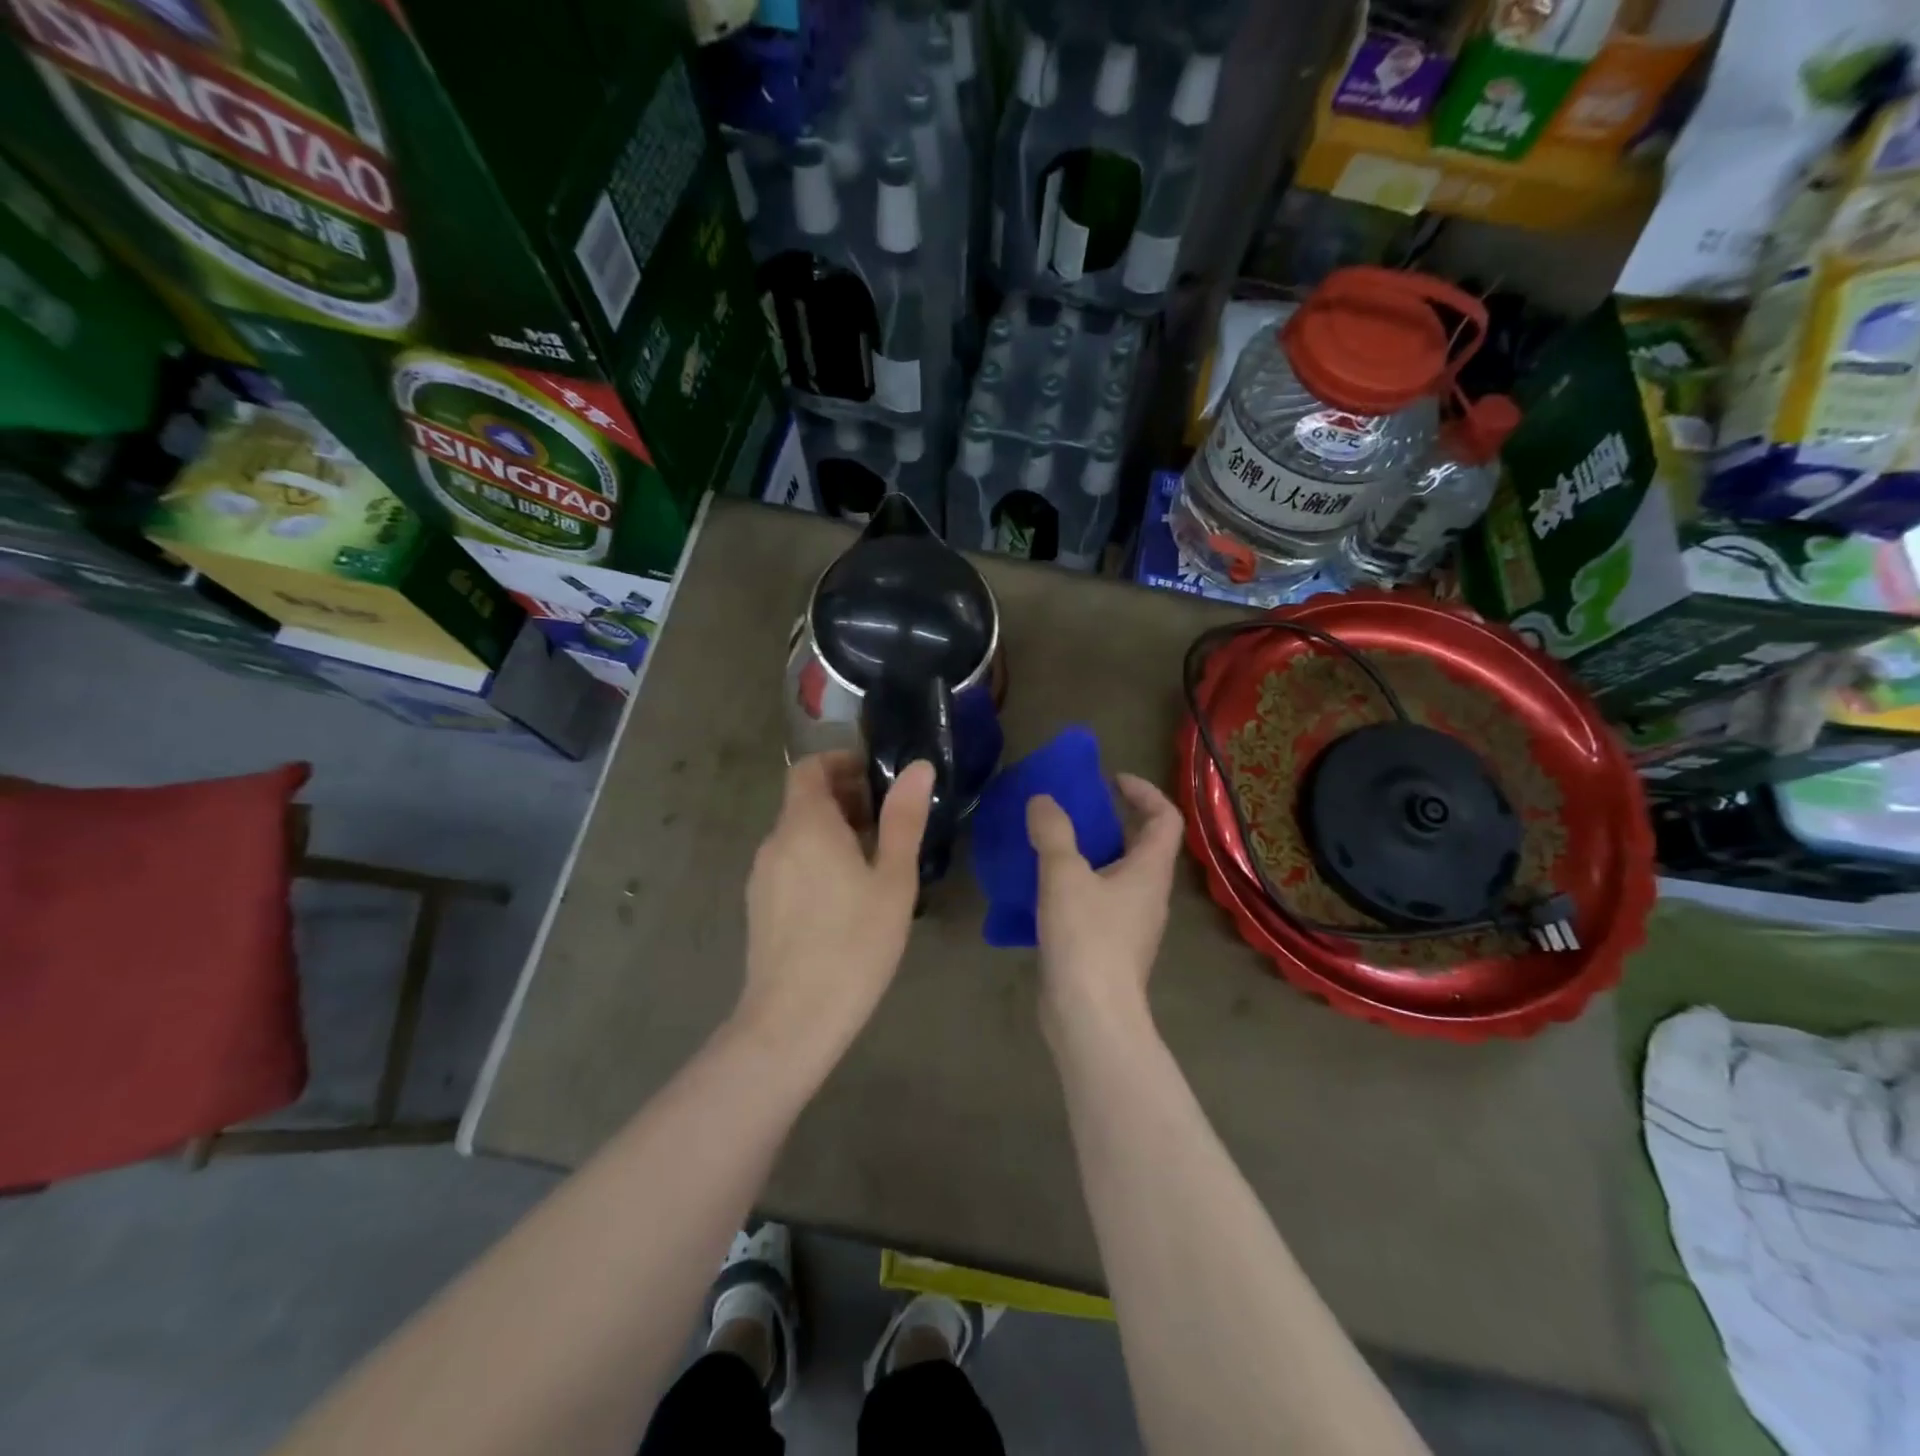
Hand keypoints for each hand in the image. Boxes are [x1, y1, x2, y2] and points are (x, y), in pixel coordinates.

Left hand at [738, 752, 933, 1057]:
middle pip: (804, 800)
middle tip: (886, 820)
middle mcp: (775, 841)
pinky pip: (789, 862)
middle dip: (843, 797)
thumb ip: (903, 819)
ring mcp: (762, 875)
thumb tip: (918, 768)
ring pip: (797, 833)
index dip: (840, 763)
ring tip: (872, 858)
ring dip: (831, 829)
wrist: (793, 1019)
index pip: (809, 768)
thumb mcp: (892, 879)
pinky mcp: (759, 905)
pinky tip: (844, 894)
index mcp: (806, 825)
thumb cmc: (854, 943)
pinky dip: (815, 856)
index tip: (876, 778)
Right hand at [1026, 774, 1183, 1036]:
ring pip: (1117, 875)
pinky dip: (1077, 885)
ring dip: (1091, 854)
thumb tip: (1043, 800)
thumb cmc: (1087, 939)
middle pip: (1142, 845)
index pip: (1165, 819)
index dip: (1144, 792)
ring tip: (1052, 844)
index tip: (1110, 781)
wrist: (1090, 1017)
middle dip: (1111, 821)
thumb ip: (1053, 832)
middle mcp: (1148, 895)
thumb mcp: (1064, 876)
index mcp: (1149, 872)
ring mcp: (1131, 925)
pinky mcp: (1110, 948)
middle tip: (1073, 810)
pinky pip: (1098, 901)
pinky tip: (1043, 889)